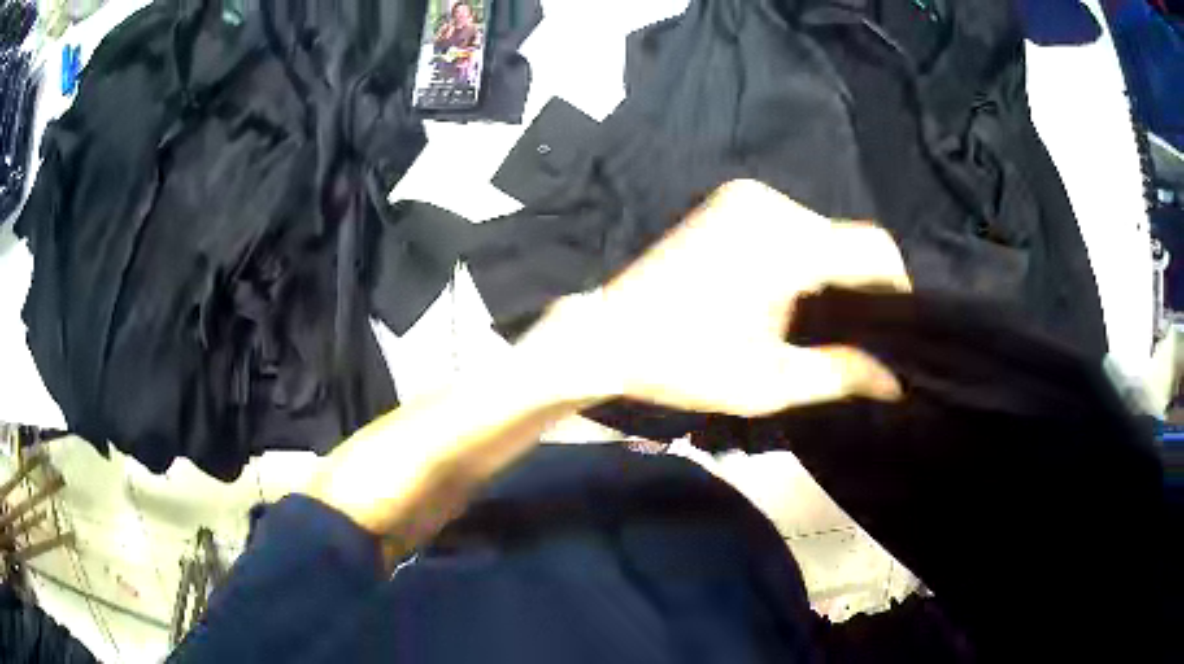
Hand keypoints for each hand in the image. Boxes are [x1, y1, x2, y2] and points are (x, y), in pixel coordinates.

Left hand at [525, 179, 911, 416]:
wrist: (608, 334)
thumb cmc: (686, 363)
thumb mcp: (771, 381)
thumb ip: (843, 373)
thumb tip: (898, 381)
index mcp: (786, 242)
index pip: (873, 250)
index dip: (897, 289)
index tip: (897, 329)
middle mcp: (771, 205)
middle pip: (846, 239)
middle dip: (862, 285)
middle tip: (859, 333)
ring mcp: (744, 197)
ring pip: (820, 230)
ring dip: (831, 269)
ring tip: (826, 318)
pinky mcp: (728, 201)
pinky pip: (790, 223)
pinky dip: (804, 253)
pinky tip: (793, 291)